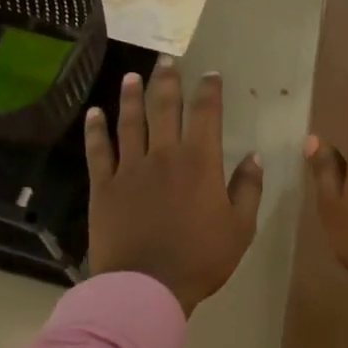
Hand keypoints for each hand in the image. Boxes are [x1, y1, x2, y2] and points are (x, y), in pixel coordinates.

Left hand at [85, 60, 263, 314]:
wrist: (146, 286)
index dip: (209, 90)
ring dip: (131, 96)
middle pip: (165, 108)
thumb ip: (248, 189)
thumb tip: (254, 156)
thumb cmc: (200, 259)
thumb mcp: (240, 228)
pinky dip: (96, 130)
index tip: (211, 74)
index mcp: (199, 162)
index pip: (206, 114)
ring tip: (131, 76)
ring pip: (130, 122)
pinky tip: (94, 113)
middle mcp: (164, 155)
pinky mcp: (104, 186)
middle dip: (168, 81)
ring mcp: (130, 168)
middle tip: (168, 60)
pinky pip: (98, 150)